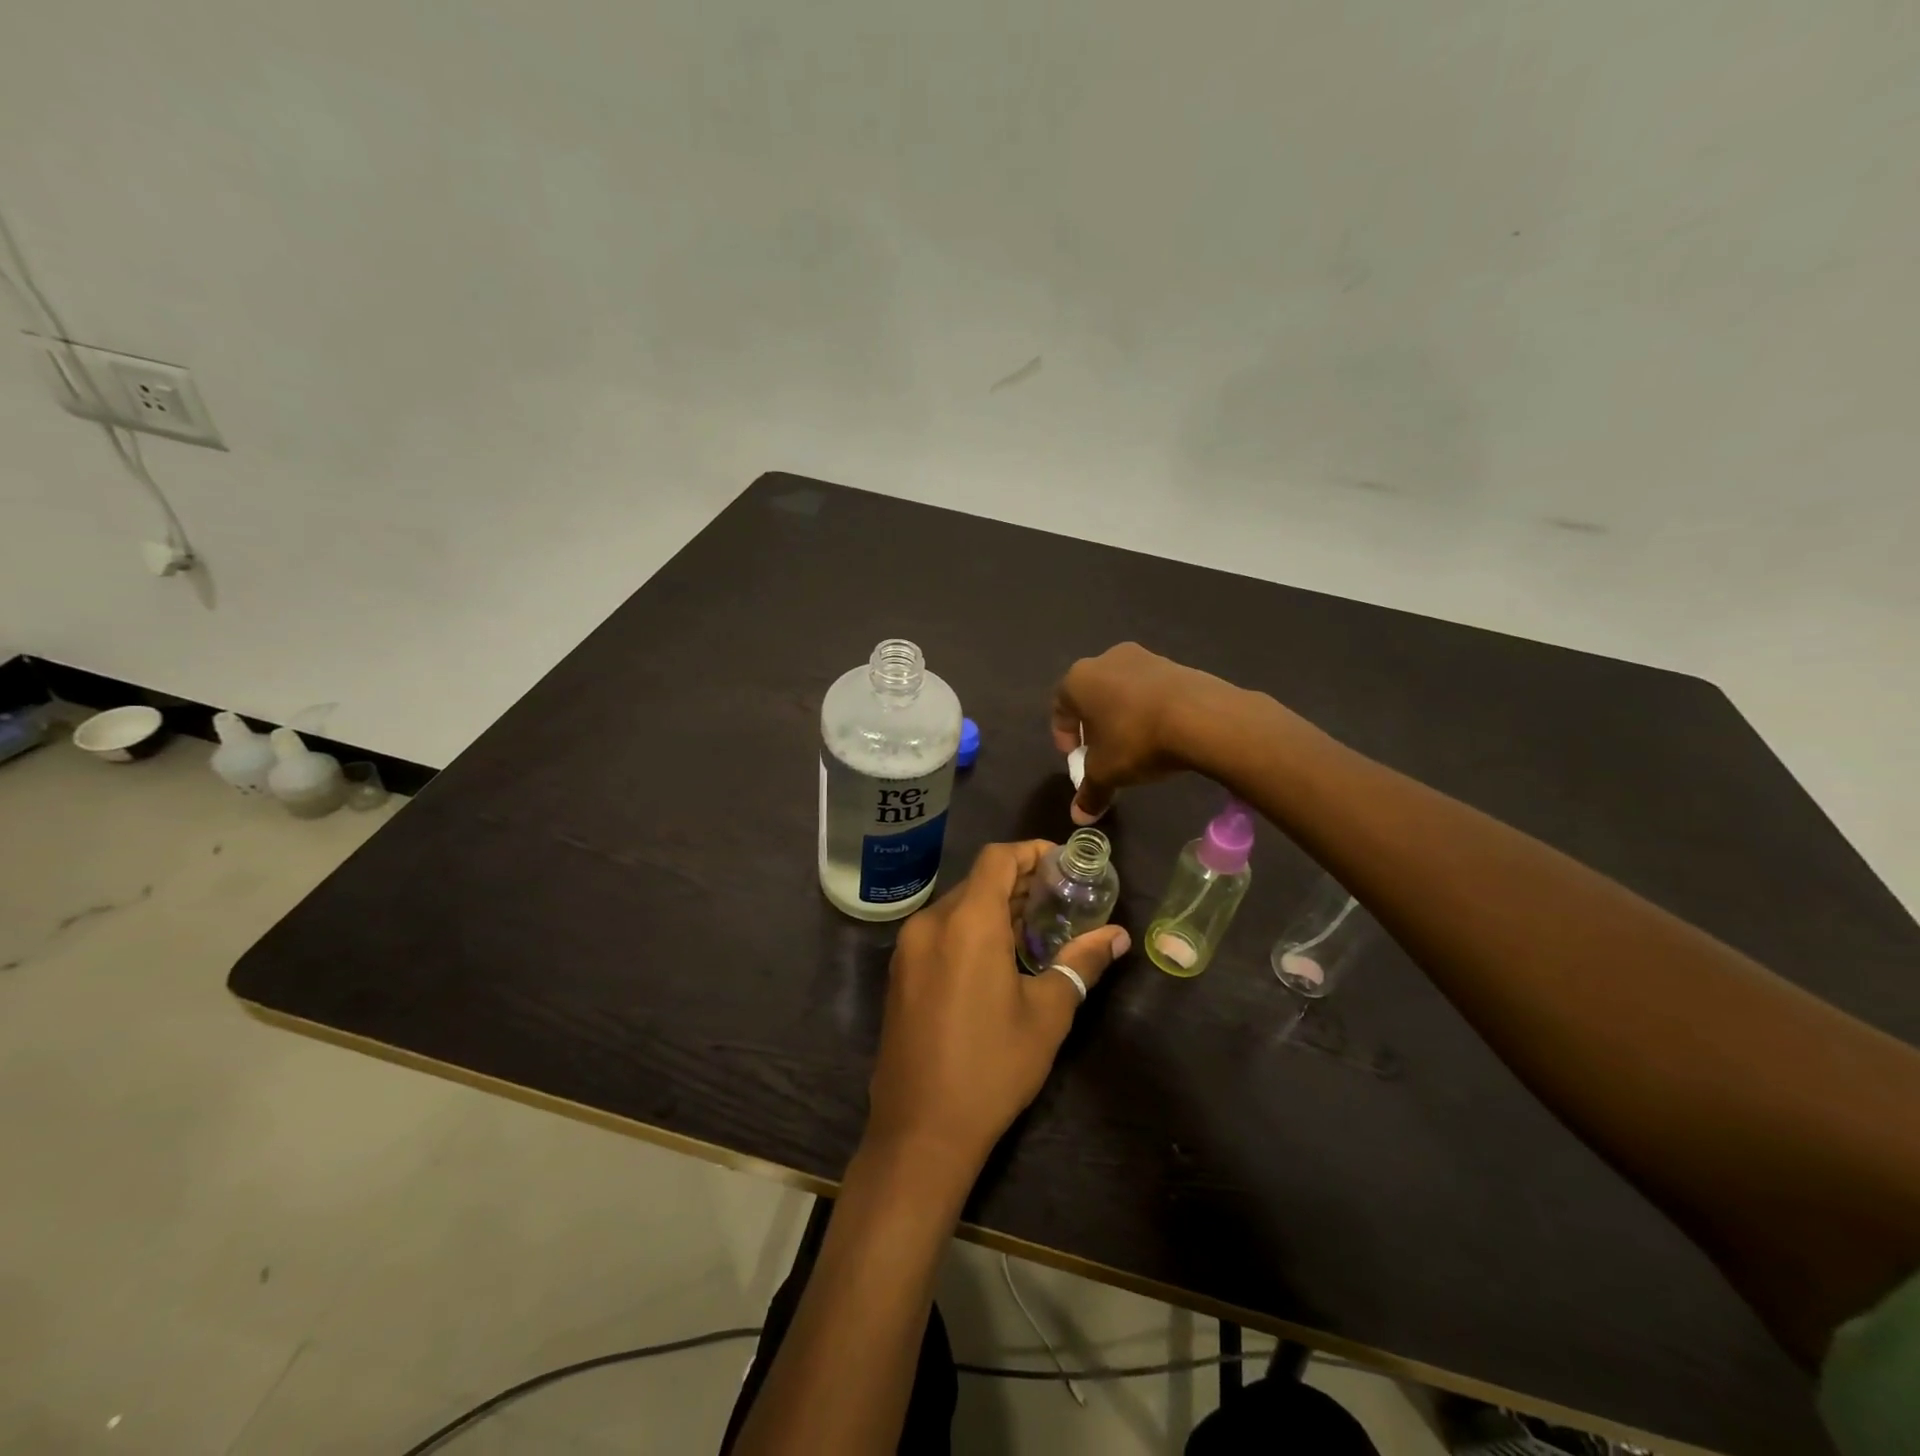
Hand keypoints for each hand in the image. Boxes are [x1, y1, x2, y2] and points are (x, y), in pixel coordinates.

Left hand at [864, 841, 1130, 1181]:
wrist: (920, 1130)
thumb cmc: (992, 1067)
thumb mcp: (1047, 1014)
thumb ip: (1082, 963)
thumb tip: (1118, 936)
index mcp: (967, 922)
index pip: (998, 858)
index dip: (1032, 852)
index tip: (1064, 865)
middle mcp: (931, 923)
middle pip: (978, 880)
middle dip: (1020, 882)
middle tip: (1061, 899)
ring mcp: (909, 948)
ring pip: (957, 906)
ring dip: (995, 907)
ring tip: (1036, 929)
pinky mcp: (900, 973)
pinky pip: (939, 932)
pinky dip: (970, 929)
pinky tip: (998, 959)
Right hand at [1051, 643, 1242, 823]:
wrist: (1201, 716)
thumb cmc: (1136, 739)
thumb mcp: (1107, 772)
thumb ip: (1089, 792)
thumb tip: (1078, 817)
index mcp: (1078, 680)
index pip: (1060, 708)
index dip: (1064, 736)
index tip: (1076, 759)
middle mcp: (1106, 660)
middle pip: (1091, 696)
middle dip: (1094, 725)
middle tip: (1103, 752)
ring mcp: (1143, 657)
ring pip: (1122, 690)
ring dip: (1122, 715)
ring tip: (1135, 745)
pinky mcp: (1175, 664)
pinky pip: (1151, 690)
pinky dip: (1149, 709)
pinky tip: (1161, 733)